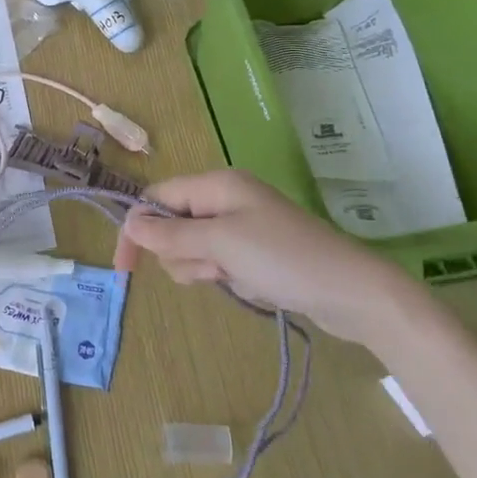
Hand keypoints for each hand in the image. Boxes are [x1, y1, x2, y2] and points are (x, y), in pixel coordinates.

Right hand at [114, 170, 421, 350]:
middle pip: (172, 225)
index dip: (137, 229)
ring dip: (204, 268)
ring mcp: (242, 227)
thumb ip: (171, 235)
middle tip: (214, 267)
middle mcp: (226, 199)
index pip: (157, 198)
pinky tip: (250, 285)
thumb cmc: (283, 259)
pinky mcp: (254, 253)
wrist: (352, 292)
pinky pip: (218, 262)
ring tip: (234, 277)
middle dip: (182, 254)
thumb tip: (130, 224)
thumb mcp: (220, 244)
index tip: (125, 268)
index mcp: (217, 184)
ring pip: (193, 249)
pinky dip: (225, 277)